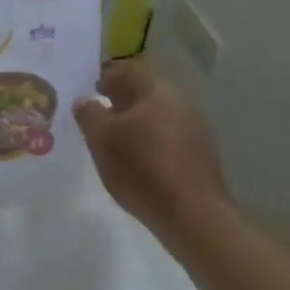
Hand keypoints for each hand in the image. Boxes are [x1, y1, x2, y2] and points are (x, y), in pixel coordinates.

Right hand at [74, 62, 231, 254]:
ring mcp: (197, 131)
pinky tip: (142, 165)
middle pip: (144, 94)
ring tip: (117, 145)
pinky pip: (171, 140)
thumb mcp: (101, 139)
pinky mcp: (204, 158)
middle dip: (121, 103)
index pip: (126, 71)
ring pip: (158, 118)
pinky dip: (153, 144)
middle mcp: (181, 103)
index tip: (89, 92)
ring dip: (137, 125)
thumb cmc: (142, 169)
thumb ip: (88, 113)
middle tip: (99, 119)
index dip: (104, 78)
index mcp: (156, 90)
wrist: (195, 218)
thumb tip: (84, 100)